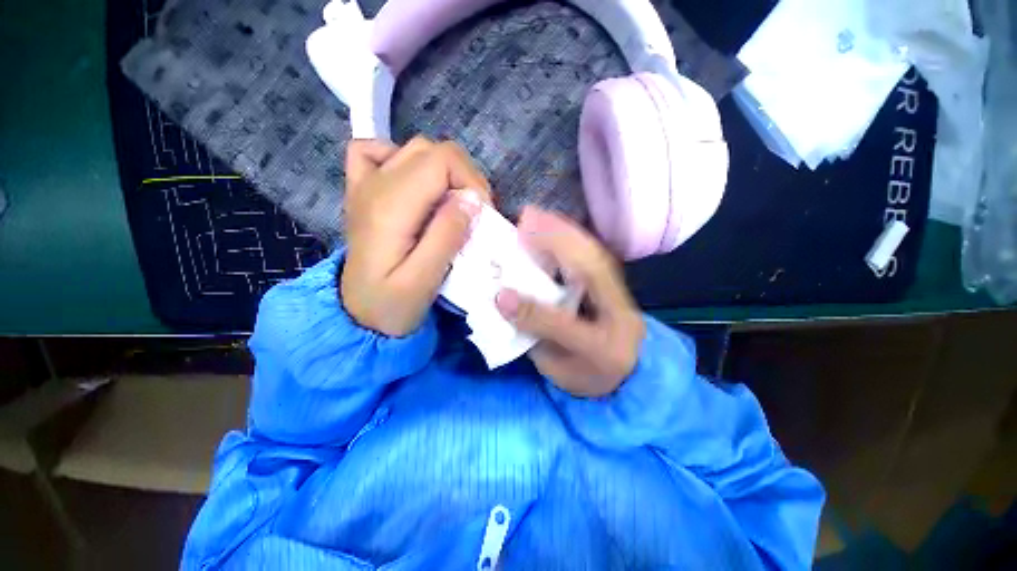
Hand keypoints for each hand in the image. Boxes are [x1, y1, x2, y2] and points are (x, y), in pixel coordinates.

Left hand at [342, 137, 491, 336]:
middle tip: (474, 213)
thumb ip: (446, 237)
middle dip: (464, 177)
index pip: (441, 160)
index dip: (471, 181)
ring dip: (445, 171)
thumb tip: (470, 200)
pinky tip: (414, 184)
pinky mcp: (363, 190)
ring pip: (415, 149)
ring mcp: (365, 184)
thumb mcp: (423, 281)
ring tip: (453, 204)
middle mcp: (375, 185)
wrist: (357, 314)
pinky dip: (403, 159)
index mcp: (391, 206)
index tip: (482, 214)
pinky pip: (377, 152)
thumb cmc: (392, 304)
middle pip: (431, 150)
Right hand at [495, 207, 645, 396]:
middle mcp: (620, 316)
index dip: (535, 313)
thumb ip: (534, 334)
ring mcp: (621, 295)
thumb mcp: (557, 367)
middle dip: (557, 245)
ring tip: (535, 216)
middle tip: (524, 223)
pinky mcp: (614, 282)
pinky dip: (573, 236)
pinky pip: (594, 253)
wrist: (626, 370)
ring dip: (563, 233)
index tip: (502, 295)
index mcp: (605, 348)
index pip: (569, 329)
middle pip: (592, 275)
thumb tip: (503, 300)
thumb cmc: (585, 371)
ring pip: (594, 256)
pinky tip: (554, 225)